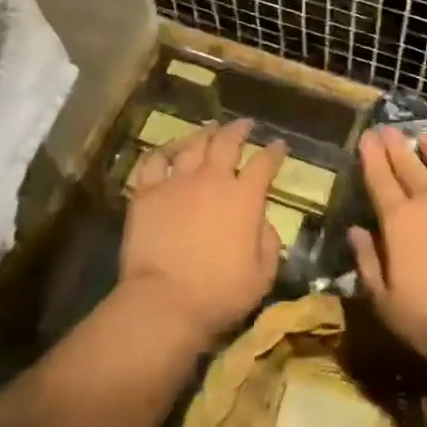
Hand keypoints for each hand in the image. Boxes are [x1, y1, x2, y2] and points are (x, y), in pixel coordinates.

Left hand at [119, 119, 285, 347]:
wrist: (164, 302)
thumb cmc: (219, 293)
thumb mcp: (262, 275)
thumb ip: (268, 242)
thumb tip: (262, 221)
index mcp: (244, 198)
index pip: (265, 164)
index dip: (274, 152)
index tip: (280, 145)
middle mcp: (212, 180)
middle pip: (227, 142)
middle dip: (239, 129)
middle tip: (244, 124)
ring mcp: (176, 182)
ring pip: (192, 144)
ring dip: (204, 133)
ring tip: (210, 128)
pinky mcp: (146, 193)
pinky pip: (153, 161)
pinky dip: (163, 151)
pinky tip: (168, 151)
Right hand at [347, 127, 426, 369]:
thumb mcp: (386, 303)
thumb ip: (368, 263)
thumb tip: (355, 231)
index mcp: (399, 221)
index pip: (380, 180)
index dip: (371, 157)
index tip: (367, 136)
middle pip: (410, 166)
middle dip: (396, 146)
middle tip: (389, 128)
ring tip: (425, 136)